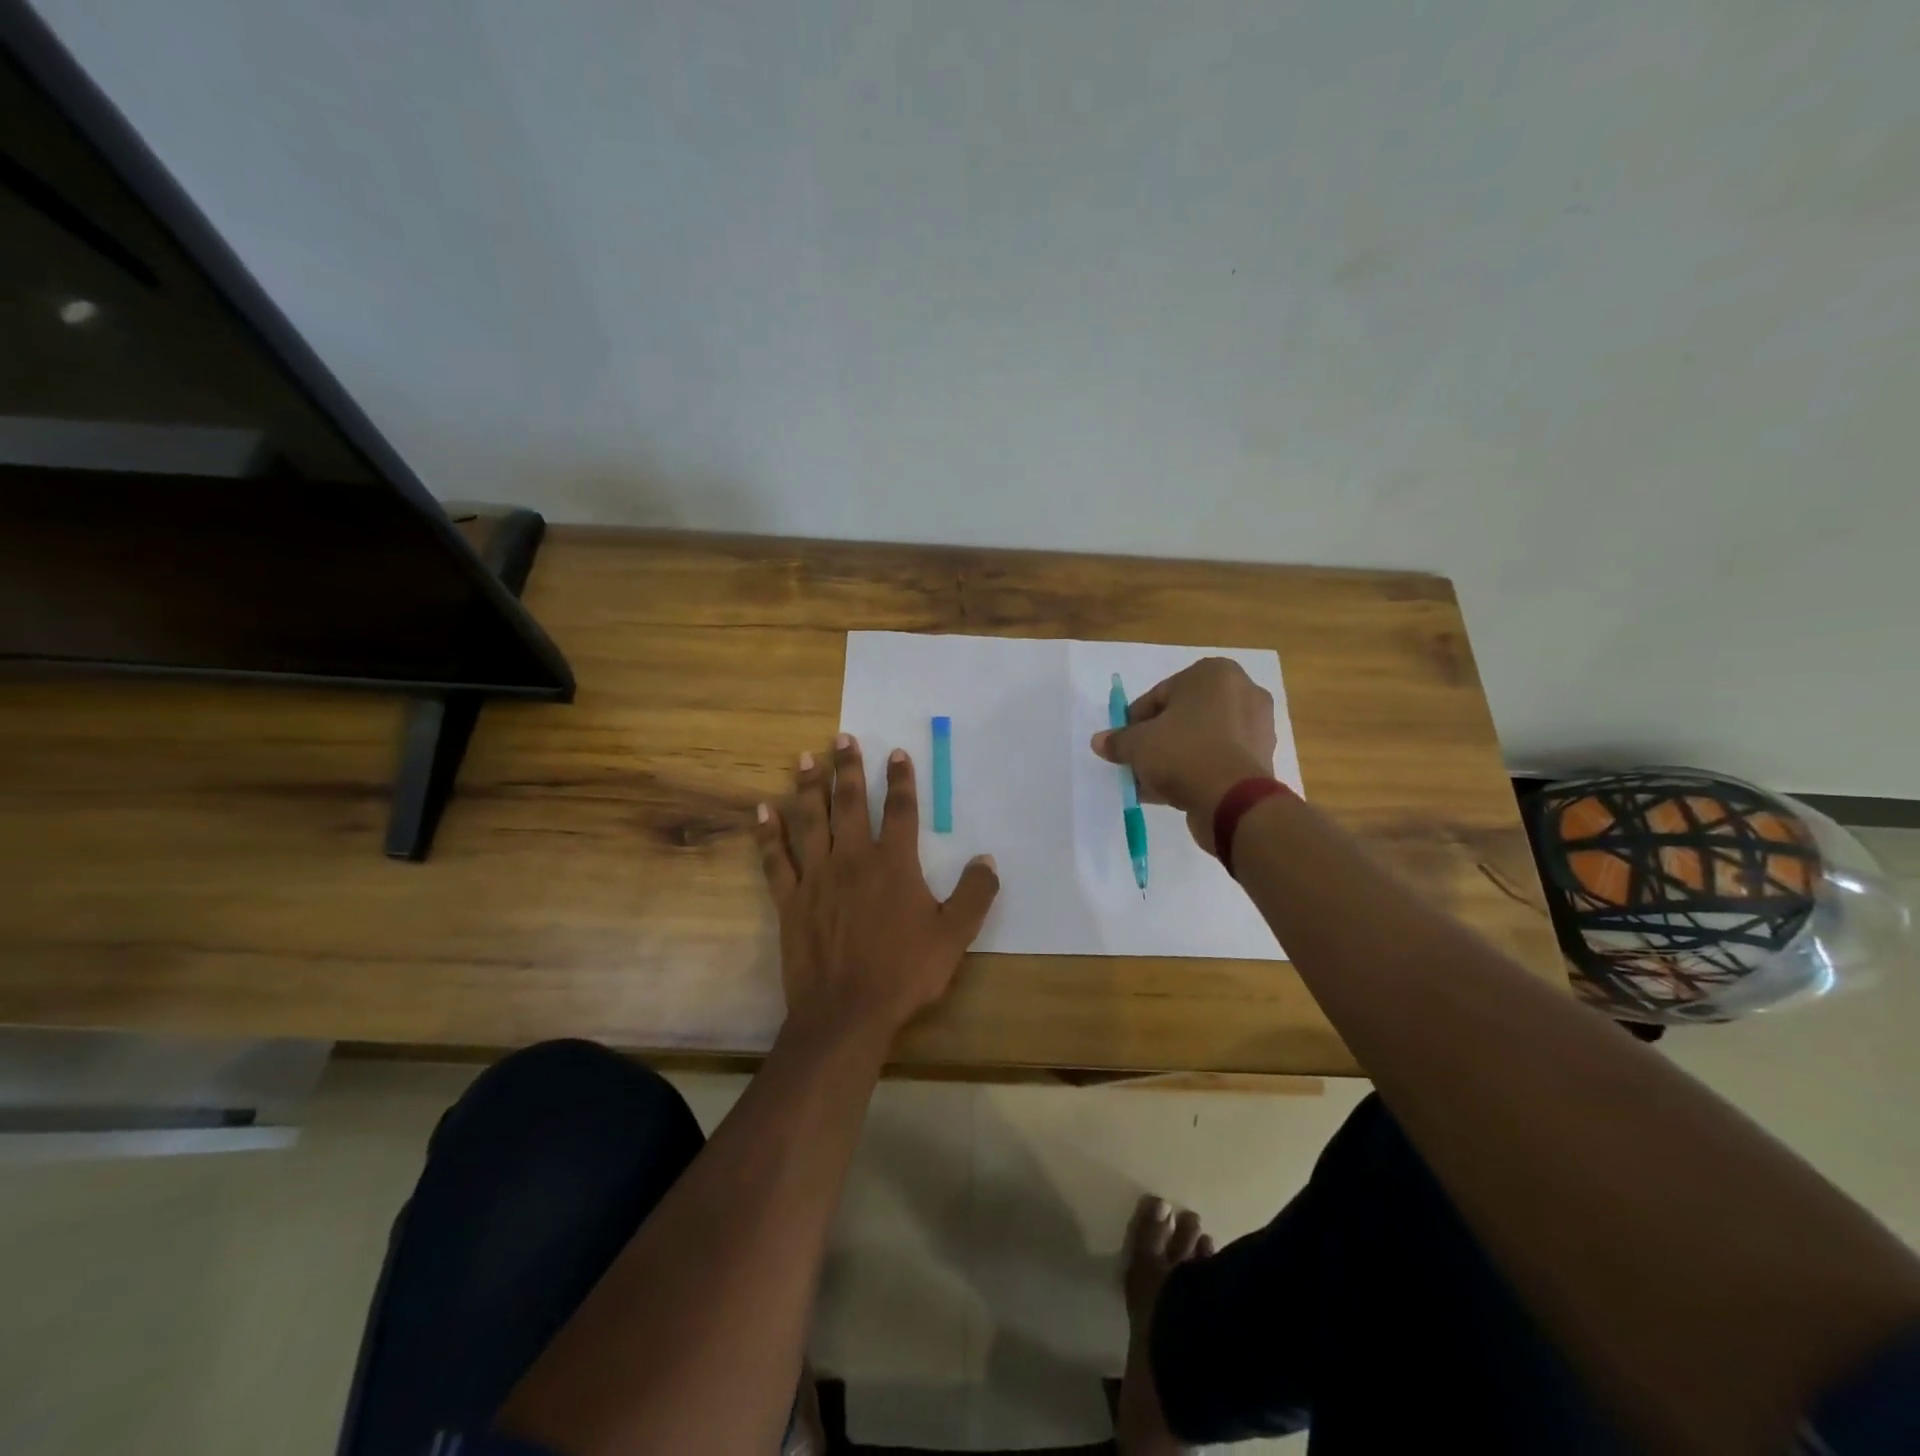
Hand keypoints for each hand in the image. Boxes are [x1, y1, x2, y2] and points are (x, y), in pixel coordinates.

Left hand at [754, 734, 999, 1044]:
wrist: (846, 1013)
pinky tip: (762, 810)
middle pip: (850, 803)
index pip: (900, 810)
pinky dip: (767, 834)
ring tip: (806, 758)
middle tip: (842, 738)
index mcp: (894, 864)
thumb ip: (974, 895)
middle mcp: (853, 859)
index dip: (901, 780)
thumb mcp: (954, 936)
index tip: (896, 753)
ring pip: (810, 820)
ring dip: (808, 787)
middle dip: (848, 768)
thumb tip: (987, 860)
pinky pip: (775, 859)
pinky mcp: (790, 899)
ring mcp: (817, 877)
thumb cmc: (904, 973)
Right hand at [1090, 657, 1276, 853]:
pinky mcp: (1261, 758)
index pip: (1160, 694)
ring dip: (1175, 758)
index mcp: (1214, 673)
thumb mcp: (1138, 744)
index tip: (1123, 742)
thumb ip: (1118, 740)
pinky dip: (1197, 770)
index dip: (1136, 721)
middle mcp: (1242, 691)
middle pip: (1183, 716)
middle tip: (1137, 762)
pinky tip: (1173, 793)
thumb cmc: (1183, 753)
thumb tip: (1099, 742)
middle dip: (1158, 740)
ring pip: (1201, 739)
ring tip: (1150, 784)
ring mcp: (1256, 726)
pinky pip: (1218, 758)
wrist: (1233, 800)